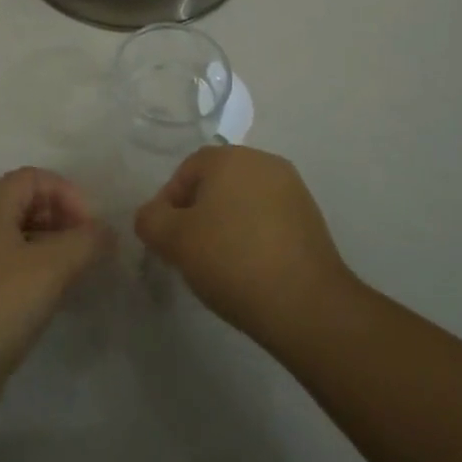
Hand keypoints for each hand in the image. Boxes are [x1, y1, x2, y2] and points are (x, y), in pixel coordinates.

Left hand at [0, 168, 113, 416]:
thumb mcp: (52, 268)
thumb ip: (86, 242)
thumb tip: (106, 232)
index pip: (31, 177)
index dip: (65, 192)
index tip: (90, 225)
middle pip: (22, 206)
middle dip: (60, 219)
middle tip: (87, 249)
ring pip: (14, 241)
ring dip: (48, 249)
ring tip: (75, 275)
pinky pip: (5, 271)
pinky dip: (32, 275)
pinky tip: (49, 302)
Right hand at [134, 145, 354, 350]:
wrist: (306, 304)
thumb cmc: (232, 261)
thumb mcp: (175, 241)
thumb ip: (151, 220)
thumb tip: (152, 216)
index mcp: (230, 157)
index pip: (186, 170)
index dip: (168, 203)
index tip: (165, 240)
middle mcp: (263, 161)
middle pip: (216, 182)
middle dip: (197, 212)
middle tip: (188, 251)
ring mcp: (292, 188)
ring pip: (243, 200)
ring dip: (226, 224)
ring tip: (219, 264)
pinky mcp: (311, 218)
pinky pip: (268, 218)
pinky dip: (253, 236)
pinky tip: (249, 269)